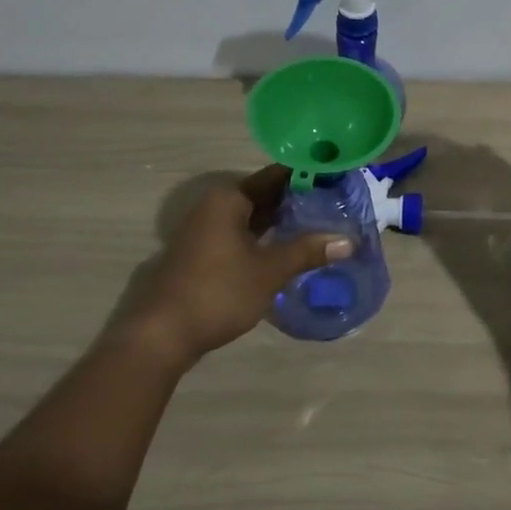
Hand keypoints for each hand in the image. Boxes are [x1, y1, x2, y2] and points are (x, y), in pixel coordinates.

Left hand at [122, 165, 352, 367]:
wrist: (162, 334)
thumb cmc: (218, 292)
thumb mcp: (269, 271)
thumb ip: (307, 251)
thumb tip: (348, 241)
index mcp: (229, 198)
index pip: (276, 175)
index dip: (307, 175)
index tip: (337, 177)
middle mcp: (215, 206)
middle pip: (264, 194)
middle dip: (297, 199)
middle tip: (337, 202)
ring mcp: (206, 230)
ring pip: (253, 216)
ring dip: (282, 220)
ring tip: (321, 222)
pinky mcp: (204, 253)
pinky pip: (242, 234)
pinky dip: (265, 237)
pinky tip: (289, 247)